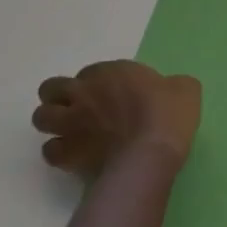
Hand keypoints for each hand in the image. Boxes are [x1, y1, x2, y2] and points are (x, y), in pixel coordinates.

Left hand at [31, 60, 201, 175]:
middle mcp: (84, 93)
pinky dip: (58, 151)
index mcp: (111, 72)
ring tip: (72, 131)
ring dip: (53, 122)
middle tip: (81, 108)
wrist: (150, 153)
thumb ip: (172, 84)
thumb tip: (170, 89)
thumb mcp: (185, 88)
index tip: (113, 94)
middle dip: (61, 96)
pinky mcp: (66, 154)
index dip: (98, 82)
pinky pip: (49, 150)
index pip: (90, 72)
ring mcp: (71, 124)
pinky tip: (74, 154)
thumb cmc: (169, 114)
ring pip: (41, 117)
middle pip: (52, 88)